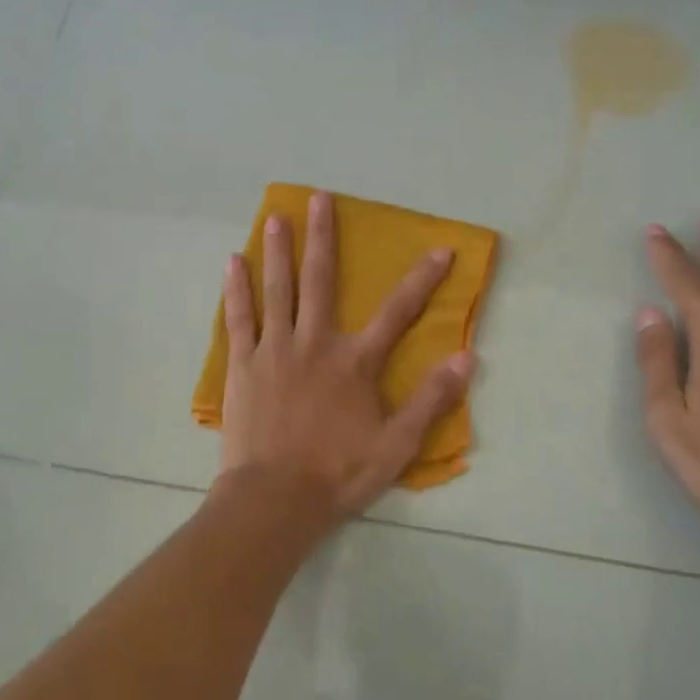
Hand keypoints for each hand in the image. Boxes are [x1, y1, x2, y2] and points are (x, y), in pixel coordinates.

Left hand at [220, 191, 474, 520]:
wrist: (274, 500)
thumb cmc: (338, 474)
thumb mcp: (397, 445)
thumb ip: (431, 400)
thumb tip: (467, 359)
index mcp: (355, 362)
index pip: (398, 311)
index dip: (423, 279)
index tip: (439, 249)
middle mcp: (315, 343)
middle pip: (321, 280)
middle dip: (323, 236)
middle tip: (319, 198)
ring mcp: (275, 350)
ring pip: (278, 289)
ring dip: (279, 250)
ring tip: (276, 216)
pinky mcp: (243, 365)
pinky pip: (240, 318)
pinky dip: (237, 289)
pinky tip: (233, 262)